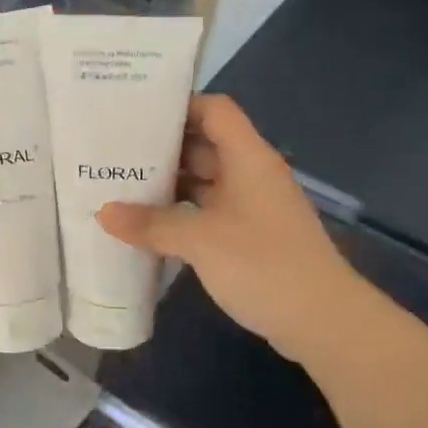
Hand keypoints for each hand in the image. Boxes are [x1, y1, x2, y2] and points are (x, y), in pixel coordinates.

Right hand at [96, 95, 358, 357]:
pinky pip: (208, 211)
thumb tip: (103, 213)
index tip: (135, 112)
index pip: (214, 110)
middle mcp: (251, 174)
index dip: (178, 105)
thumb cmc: (263, 265)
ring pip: (204, 181)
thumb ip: (151, 223)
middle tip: (114, 151)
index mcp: (248, 158)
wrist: (323, 322)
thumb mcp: (200, 240)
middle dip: (161, 147)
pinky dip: (180, 213)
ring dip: (168, 183)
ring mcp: (252, 207)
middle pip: (204, 144)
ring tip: (121, 185)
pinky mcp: (250, 237)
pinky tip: (147, 224)